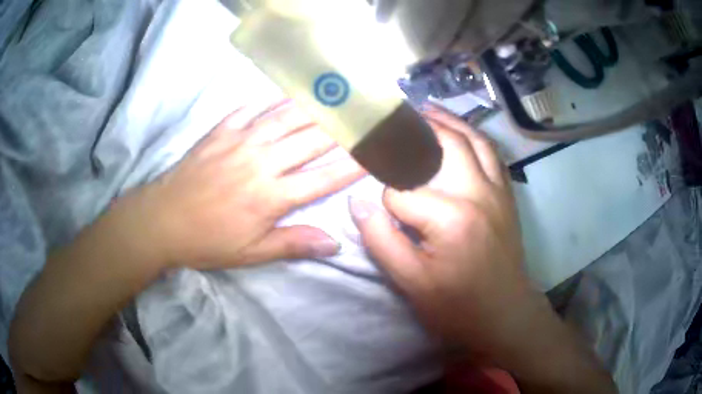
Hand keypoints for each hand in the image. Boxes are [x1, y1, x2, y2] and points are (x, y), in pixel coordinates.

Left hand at [121, 101, 365, 269]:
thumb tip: (334, 244)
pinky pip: (249, 110)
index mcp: (271, 196)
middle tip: (364, 114)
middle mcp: (262, 163)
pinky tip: (284, 94)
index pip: (323, 178)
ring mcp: (240, 142)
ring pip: (285, 118)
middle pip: (310, 140)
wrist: (162, 219)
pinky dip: (269, 100)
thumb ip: (293, 244)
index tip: (374, 154)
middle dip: (341, 127)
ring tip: (335, 95)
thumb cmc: (207, 241)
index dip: (352, 166)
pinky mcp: (220, 133)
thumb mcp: (251, 253)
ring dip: (313, 107)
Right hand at [350, 108, 616, 392]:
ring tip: (424, 109)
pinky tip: (461, 131)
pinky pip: (492, 154)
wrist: (505, 314)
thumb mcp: (412, 283)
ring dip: (446, 121)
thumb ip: (381, 241)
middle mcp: (477, 192)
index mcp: (450, 217)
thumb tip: (358, 204)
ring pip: (471, 140)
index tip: (371, 201)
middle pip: (441, 144)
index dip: (383, 199)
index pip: (400, 191)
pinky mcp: (506, 195)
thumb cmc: (458, 306)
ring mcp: (496, 190)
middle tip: (391, 116)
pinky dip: (474, 136)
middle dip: (412, 130)